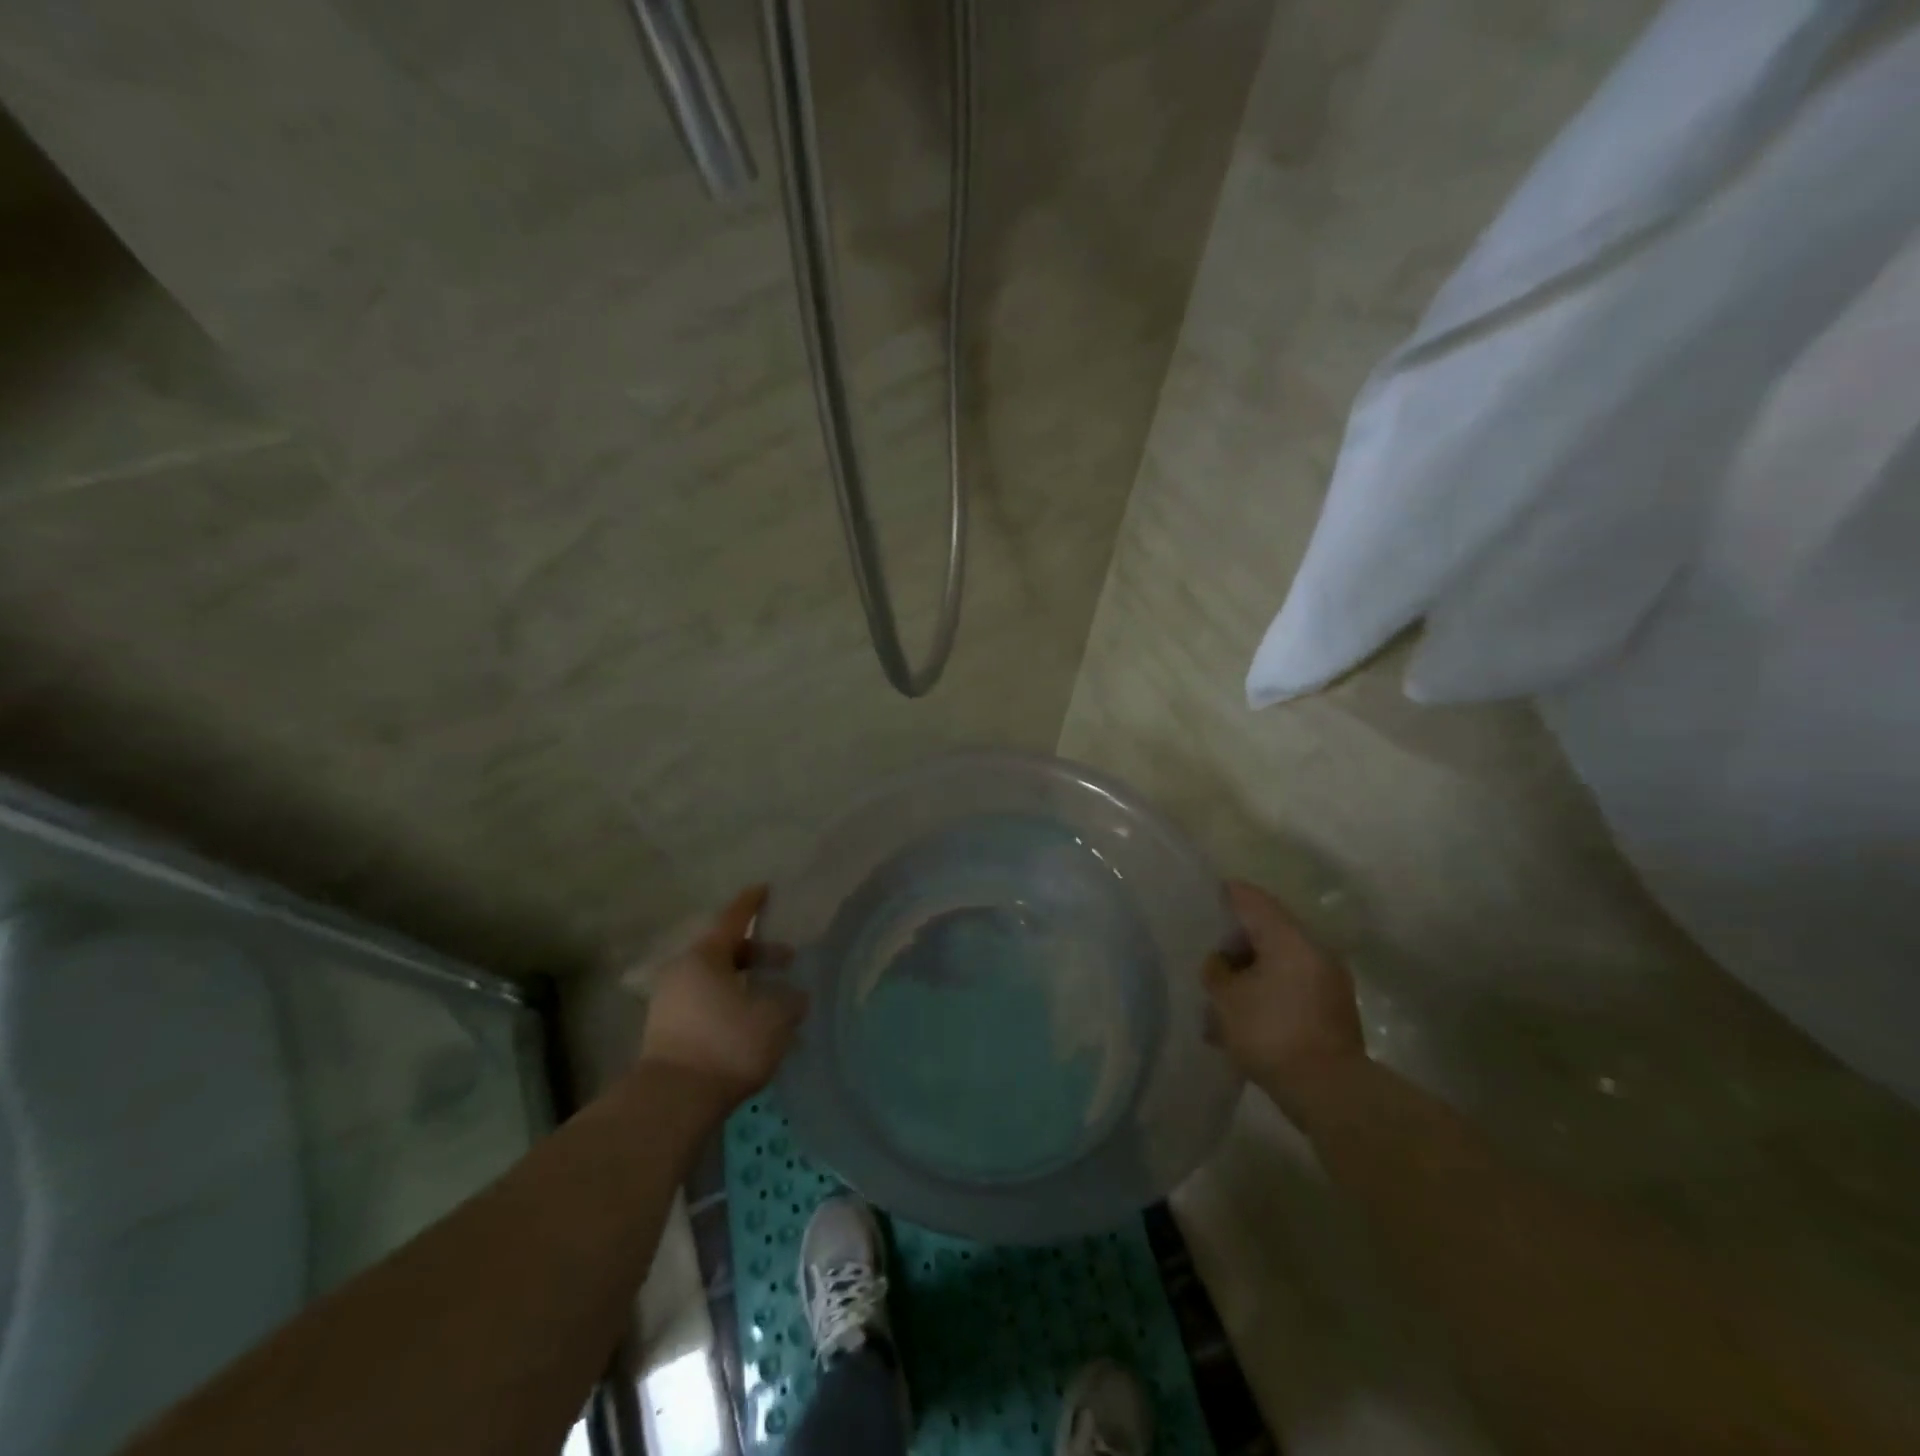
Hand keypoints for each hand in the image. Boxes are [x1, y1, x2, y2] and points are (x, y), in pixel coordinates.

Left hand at [636, 885, 807, 1101]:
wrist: (672, 1102)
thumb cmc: (727, 1044)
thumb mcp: (774, 1019)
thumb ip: (790, 1001)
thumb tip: (795, 996)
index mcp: (706, 956)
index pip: (733, 919)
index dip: (752, 903)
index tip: (764, 889)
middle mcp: (683, 972)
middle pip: (725, 952)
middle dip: (757, 955)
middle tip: (787, 963)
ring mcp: (669, 1003)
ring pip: (715, 981)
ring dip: (744, 985)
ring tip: (772, 1000)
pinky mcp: (665, 1033)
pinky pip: (705, 1006)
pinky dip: (730, 1006)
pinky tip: (751, 1026)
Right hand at [1203, 880, 1363, 1097]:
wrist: (1329, 1091)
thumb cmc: (1271, 1032)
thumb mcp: (1226, 999)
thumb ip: (1216, 970)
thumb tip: (1221, 961)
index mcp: (1289, 937)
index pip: (1251, 899)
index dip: (1224, 895)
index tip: (1203, 899)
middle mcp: (1314, 950)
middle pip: (1267, 931)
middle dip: (1235, 944)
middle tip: (1208, 958)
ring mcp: (1328, 981)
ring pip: (1279, 963)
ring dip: (1251, 974)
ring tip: (1222, 998)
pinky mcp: (1332, 1010)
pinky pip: (1292, 988)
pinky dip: (1268, 994)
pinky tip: (1245, 1019)